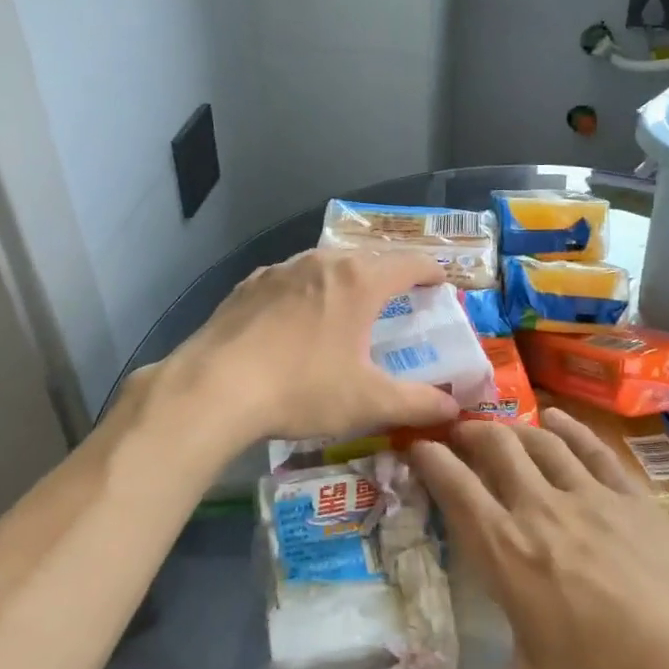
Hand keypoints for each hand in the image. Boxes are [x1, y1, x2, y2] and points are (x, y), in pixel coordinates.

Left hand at [163, 247, 461, 444]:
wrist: (214, 387)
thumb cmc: (301, 388)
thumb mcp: (368, 402)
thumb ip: (418, 403)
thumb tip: (454, 410)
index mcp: (359, 281)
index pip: (410, 263)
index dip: (432, 272)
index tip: (442, 285)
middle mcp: (323, 262)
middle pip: (369, 258)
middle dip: (391, 274)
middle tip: (401, 298)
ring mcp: (281, 269)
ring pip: (327, 264)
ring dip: (347, 279)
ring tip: (350, 306)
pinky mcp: (250, 284)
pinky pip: (292, 278)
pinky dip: (308, 290)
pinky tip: (297, 318)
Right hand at [407, 409, 668, 668]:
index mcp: (509, 553)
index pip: (456, 487)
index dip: (430, 459)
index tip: (415, 446)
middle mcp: (544, 509)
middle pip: (496, 447)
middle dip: (469, 433)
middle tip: (455, 435)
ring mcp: (595, 497)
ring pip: (541, 441)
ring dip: (513, 427)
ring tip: (499, 428)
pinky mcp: (637, 499)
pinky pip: (593, 448)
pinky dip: (568, 428)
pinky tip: (557, 421)